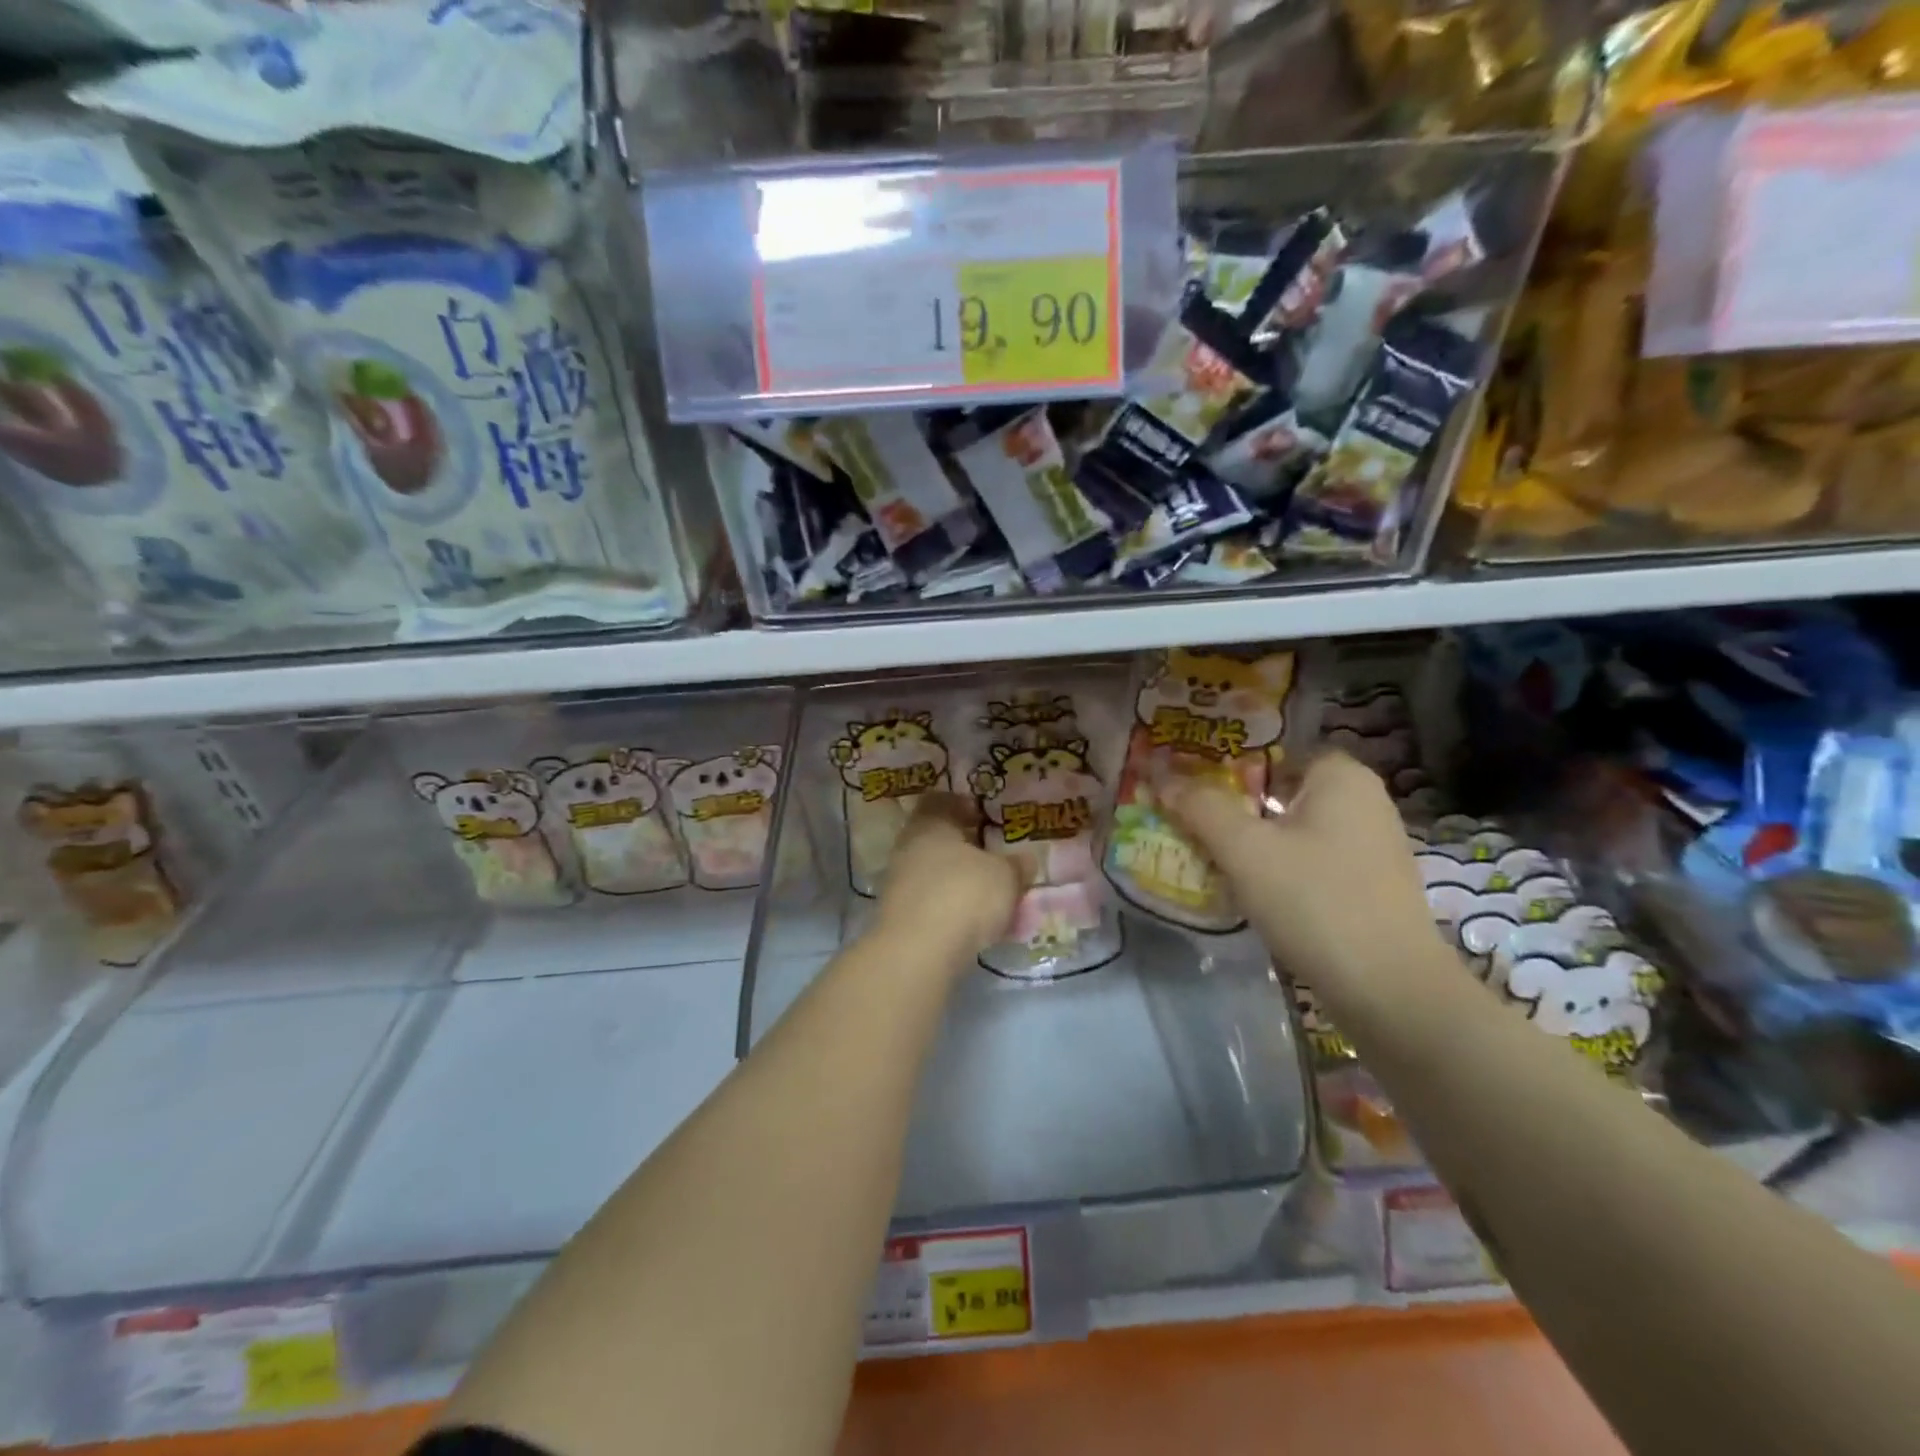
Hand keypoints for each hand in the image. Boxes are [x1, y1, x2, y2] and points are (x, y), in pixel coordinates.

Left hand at [875, 792, 1026, 960]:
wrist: (918, 952)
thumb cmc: (965, 894)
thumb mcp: (1005, 876)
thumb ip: (1016, 866)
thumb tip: (1024, 861)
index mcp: (930, 824)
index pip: (940, 801)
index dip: (962, 805)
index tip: (982, 816)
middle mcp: (908, 847)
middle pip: (936, 839)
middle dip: (964, 848)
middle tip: (992, 858)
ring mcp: (899, 883)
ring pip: (934, 873)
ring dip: (958, 881)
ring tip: (990, 896)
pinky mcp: (899, 917)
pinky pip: (931, 903)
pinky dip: (951, 908)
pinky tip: (975, 924)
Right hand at [1155, 751, 1444, 1006]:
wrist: (1391, 992)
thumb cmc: (1315, 901)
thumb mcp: (1245, 850)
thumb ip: (1201, 808)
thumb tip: (1163, 778)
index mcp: (1341, 778)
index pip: (1277, 752)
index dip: (1231, 766)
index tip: (1194, 787)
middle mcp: (1364, 803)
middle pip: (1283, 792)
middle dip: (1237, 807)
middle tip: (1191, 822)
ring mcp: (1373, 848)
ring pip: (1296, 831)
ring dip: (1256, 842)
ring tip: (1211, 858)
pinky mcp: (1372, 889)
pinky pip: (1313, 863)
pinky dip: (1282, 871)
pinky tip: (1253, 894)